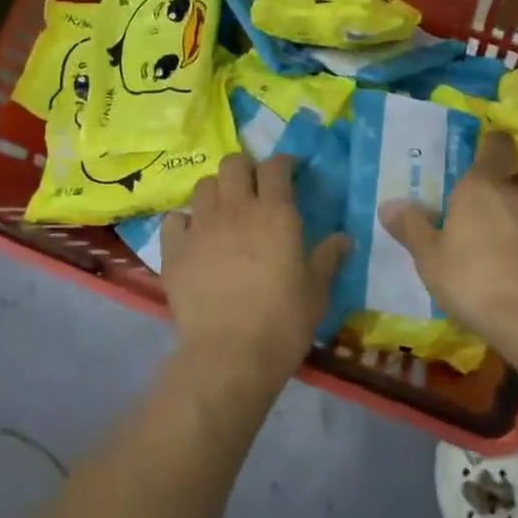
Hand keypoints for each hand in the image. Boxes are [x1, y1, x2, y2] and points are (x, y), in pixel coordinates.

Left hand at [162, 153, 349, 389]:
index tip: (290, 172)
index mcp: (275, 213)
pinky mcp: (174, 251)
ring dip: (216, 192)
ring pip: (204, 186)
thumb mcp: (317, 290)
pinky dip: (184, 222)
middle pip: (233, 164)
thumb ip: (328, 258)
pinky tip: (192, 237)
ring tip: (223, 211)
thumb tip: (344, 238)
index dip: (283, 163)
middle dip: (245, 169)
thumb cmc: (283, 321)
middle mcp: (236, 209)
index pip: (276, 167)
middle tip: (254, 189)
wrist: (230, 354)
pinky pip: (174, 220)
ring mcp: (200, 227)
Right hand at [379, 131, 517, 350]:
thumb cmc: (473, 280)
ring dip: (515, 226)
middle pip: (510, 183)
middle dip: (495, 196)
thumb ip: (411, 227)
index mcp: (481, 187)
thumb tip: (389, 205)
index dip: (491, 145)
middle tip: (475, 219)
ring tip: (498, 255)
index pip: (495, 146)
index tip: (482, 154)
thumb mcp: (429, 258)